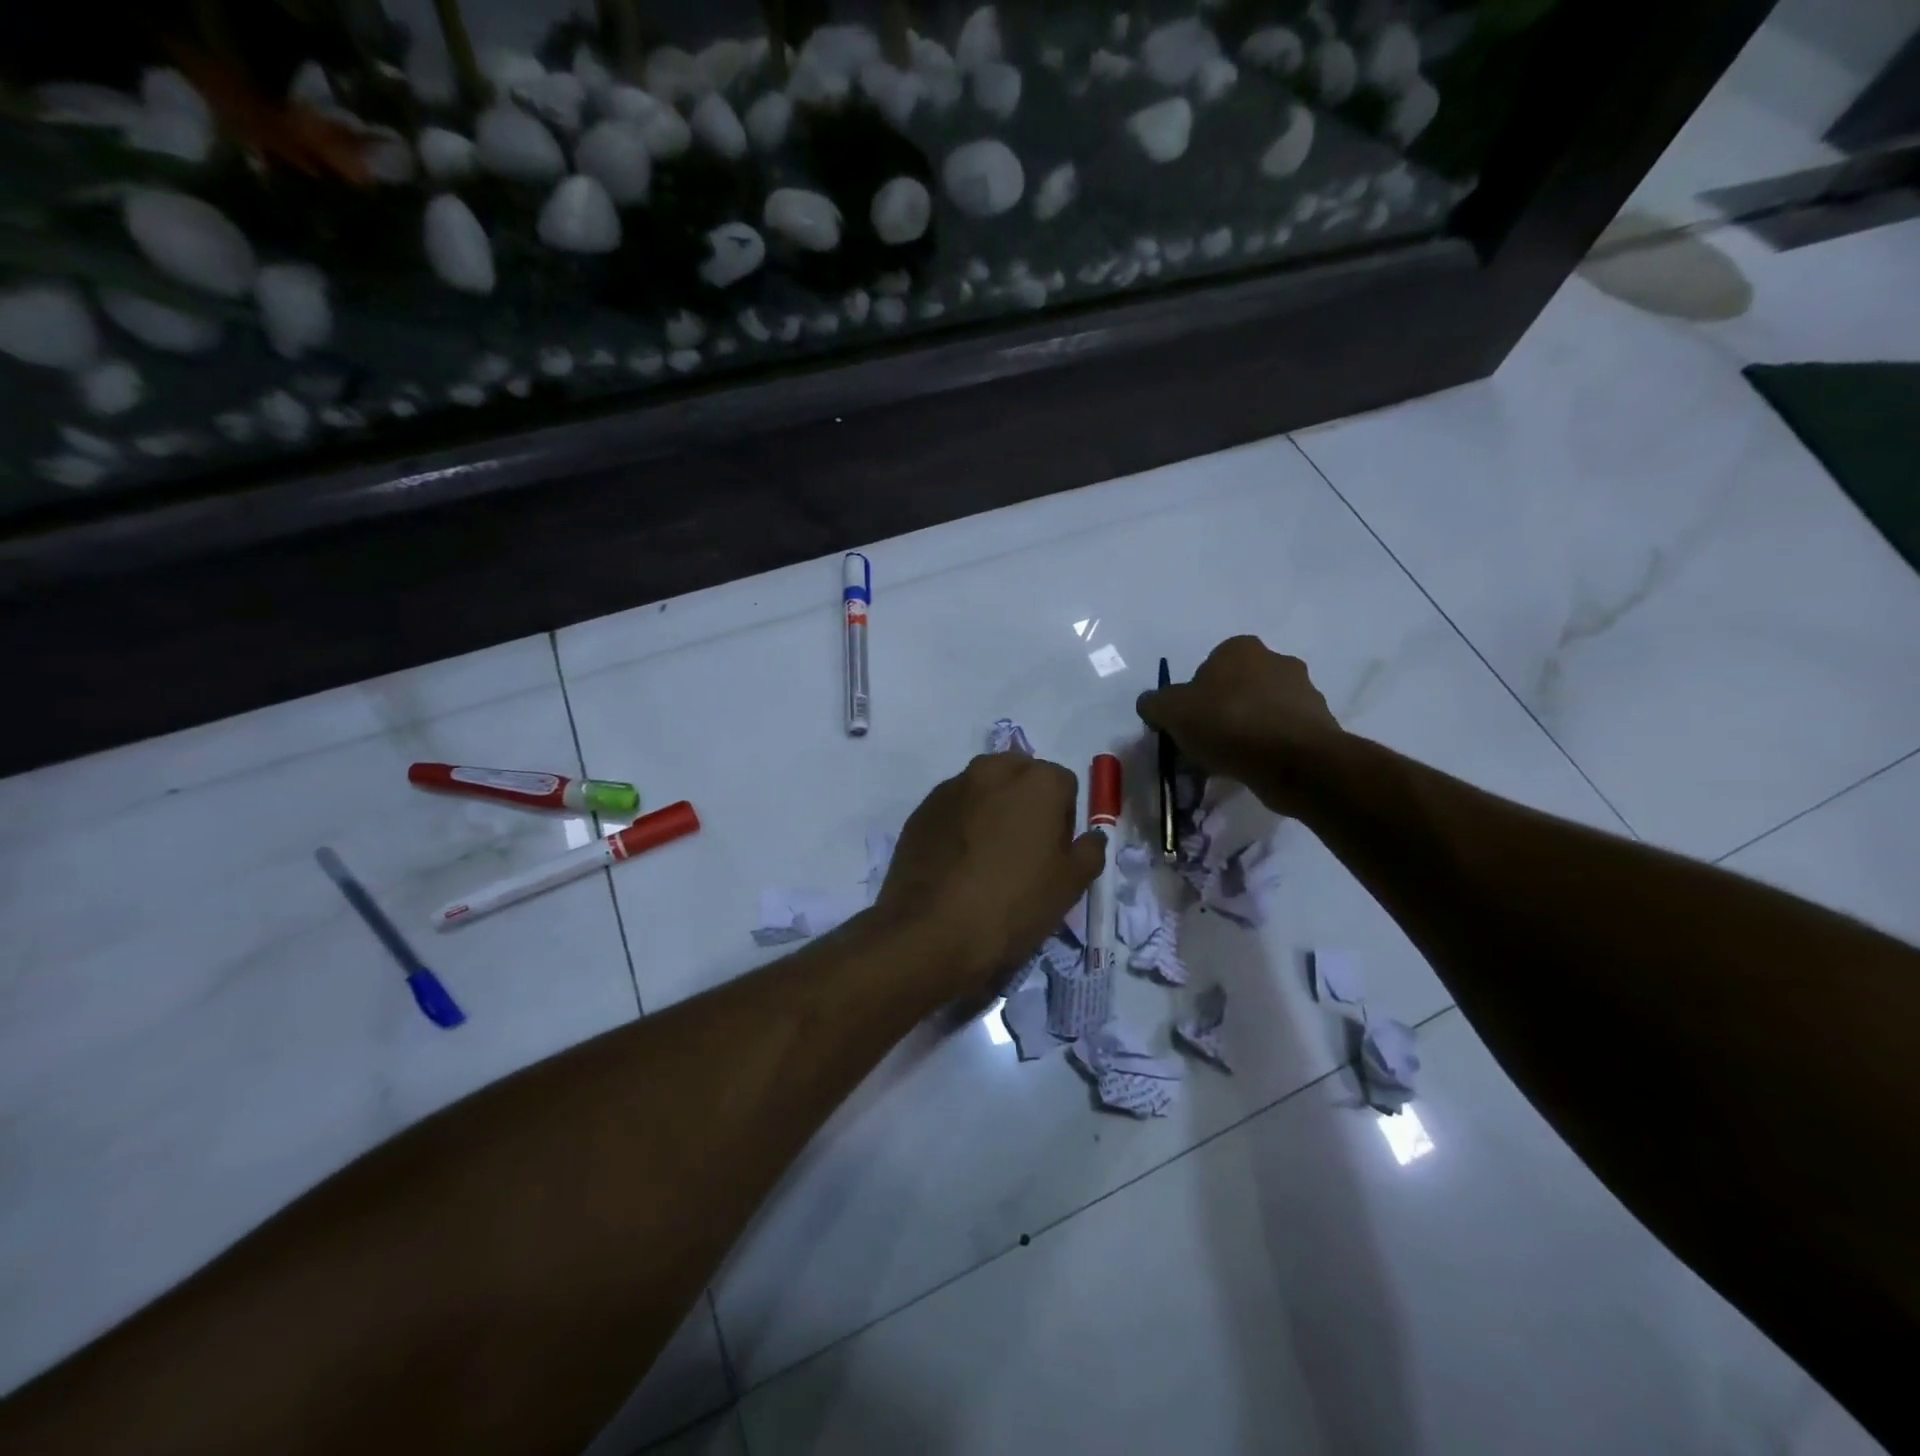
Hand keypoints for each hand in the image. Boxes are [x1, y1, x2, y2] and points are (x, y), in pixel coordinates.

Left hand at [875, 753, 1106, 998]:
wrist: (930, 932)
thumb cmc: (1013, 905)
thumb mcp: (1070, 886)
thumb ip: (1089, 851)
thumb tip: (1091, 837)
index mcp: (1037, 781)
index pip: (1064, 785)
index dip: (1064, 819)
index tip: (1055, 853)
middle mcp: (992, 771)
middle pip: (1020, 777)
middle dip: (1026, 804)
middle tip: (1023, 851)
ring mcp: (951, 788)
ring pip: (983, 790)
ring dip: (991, 811)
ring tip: (986, 859)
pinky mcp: (921, 811)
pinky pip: (952, 810)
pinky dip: (960, 825)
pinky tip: (957, 865)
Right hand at [1136, 636, 1343, 813]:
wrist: (1295, 760)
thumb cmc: (1228, 723)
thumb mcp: (1171, 711)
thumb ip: (1154, 703)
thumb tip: (1151, 704)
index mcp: (1240, 648)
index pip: (1207, 668)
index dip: (1192, 698)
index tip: (1187, 725)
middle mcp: (1276, 660)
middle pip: (1235, 689)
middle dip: (1221, 713)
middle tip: (1205, 744)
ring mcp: (1304, 691)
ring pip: (1260, 712)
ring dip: (1246, 731)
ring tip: (1229, 763)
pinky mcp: (1320, 723)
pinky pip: (1281, 734)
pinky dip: (1267, 748)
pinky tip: (1254, 769)